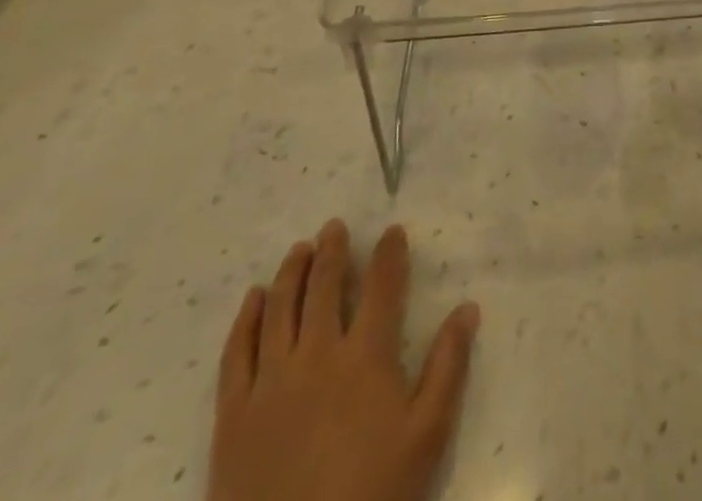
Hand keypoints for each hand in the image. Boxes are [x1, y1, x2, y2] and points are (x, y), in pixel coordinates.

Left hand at [208, 221, 479, 500]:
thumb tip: (468, 308)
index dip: (388, 254)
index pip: (381, 286)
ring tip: (299, 249)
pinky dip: (245, 320)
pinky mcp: (233, 415)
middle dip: (332, 251)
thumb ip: (449, 367)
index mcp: (366, 356)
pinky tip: (253, 299)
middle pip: (324, 287)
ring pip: (279, 309)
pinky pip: (236, 354)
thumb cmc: (373, 495)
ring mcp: (271, 383)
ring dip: (291, 272)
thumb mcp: (427, 436)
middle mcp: (317, 355)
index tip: (392, 231)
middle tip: (334, 227)